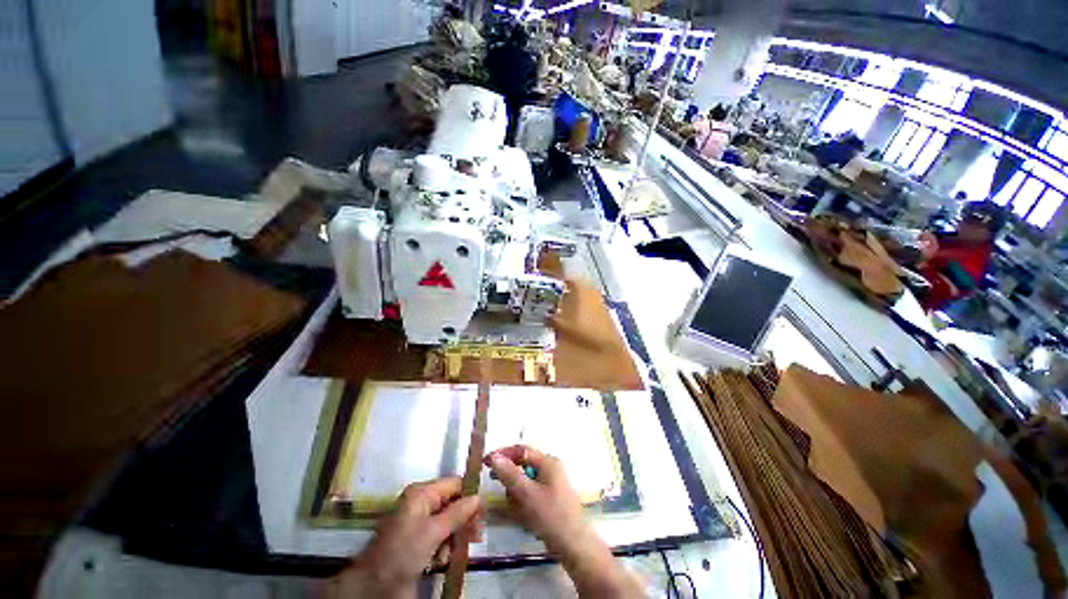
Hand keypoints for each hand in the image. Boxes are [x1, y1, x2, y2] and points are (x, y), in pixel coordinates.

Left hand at [330, 478, 482, 598]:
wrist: (373, 586)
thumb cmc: (403, 551)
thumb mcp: (433, 531)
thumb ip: (458, 513)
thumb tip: (479, 497)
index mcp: (421, 493)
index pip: (453, 484)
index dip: (469, 496)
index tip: (483, 512)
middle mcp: (421, 503)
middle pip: (452, 504)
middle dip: (464, 519)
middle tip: (477, 535)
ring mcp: (419, 523)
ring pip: (448, 522)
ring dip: (455, 537)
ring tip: (457, 552)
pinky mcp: (417, 541)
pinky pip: (439, 537)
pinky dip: (444, 548)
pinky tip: (442, 561)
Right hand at [484, 446, 642, 597]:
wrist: (574, 545)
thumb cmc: (551, 516)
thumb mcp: (527, 494)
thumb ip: (510, 474)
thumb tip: (495, 457)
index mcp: (548, 462)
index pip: (521, 450)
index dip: (503, 454)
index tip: (486, 462)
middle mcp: (551, 468)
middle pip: (523, 465)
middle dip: (510, 477)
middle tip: (498, 487)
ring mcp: (552, 483)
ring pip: (526, 481)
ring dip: (517, 492)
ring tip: (516, 508)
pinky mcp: (551, 498)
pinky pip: (532, 493)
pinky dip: (524, 501)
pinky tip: (523, 515)